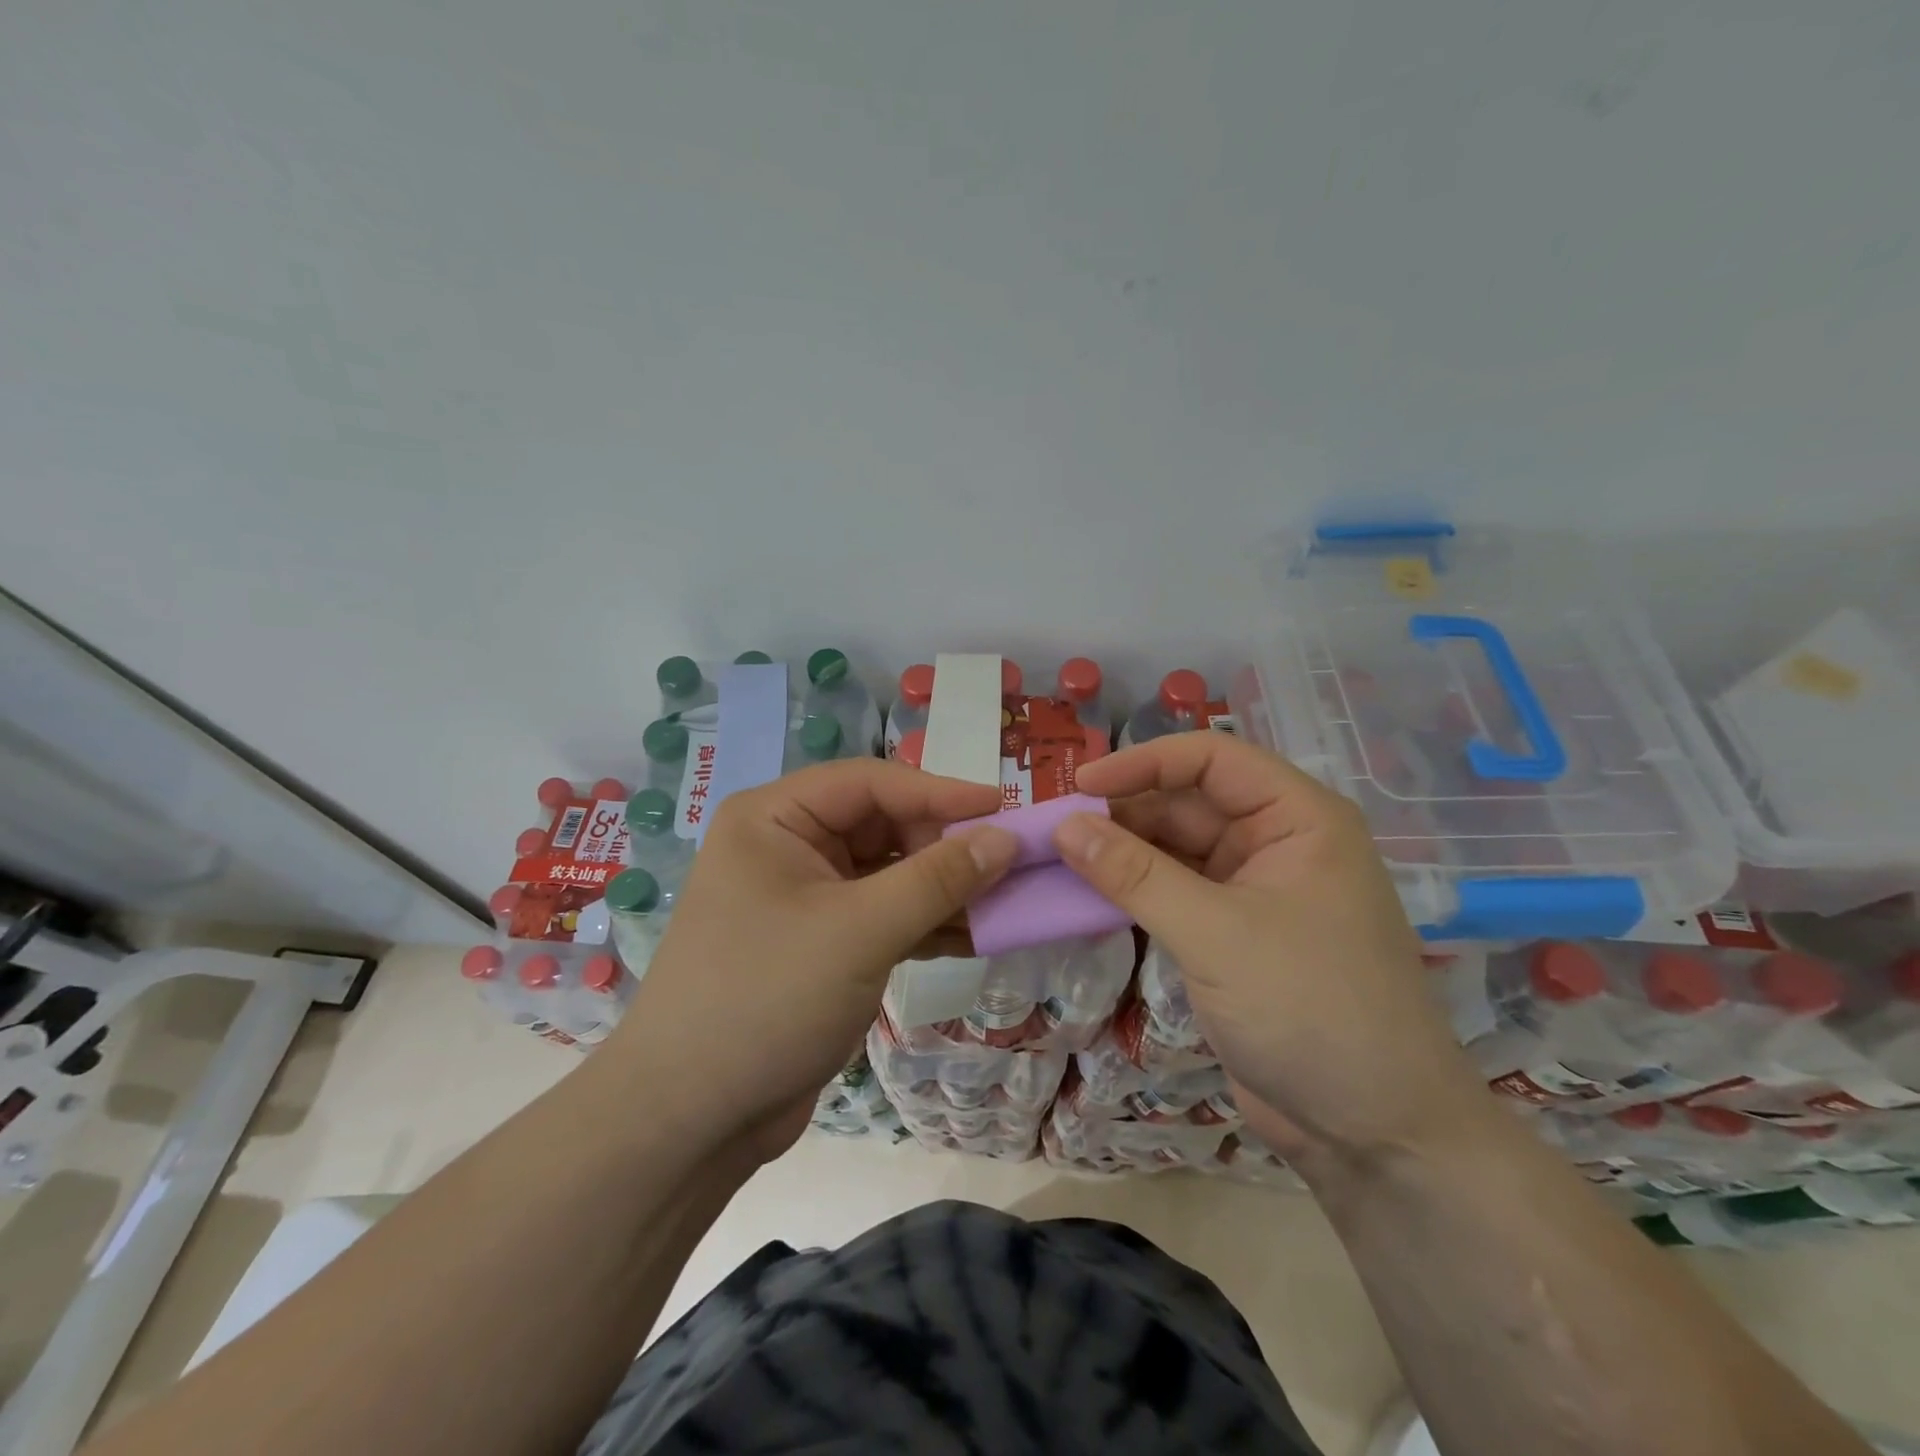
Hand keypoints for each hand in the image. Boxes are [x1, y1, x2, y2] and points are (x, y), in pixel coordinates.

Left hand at [610, 758, 1016, 1160]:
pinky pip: (884, 915)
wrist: (691, 1120)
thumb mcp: (859, 931)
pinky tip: (976, 935)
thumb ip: (938, 879)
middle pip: (883, 825)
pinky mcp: (821, 944)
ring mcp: (805, 897)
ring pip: (889, 873)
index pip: (871, 783)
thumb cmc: (766, 999)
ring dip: (944, 888)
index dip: (941, 791)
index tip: (1005, 808)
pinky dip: (926, 923)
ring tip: (1006, 900)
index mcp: (774, 818)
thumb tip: (1006, 838)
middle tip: (1008, 866)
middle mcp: (787, 846)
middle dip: (945, 846)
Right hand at [1061, 733, 1484, 1163]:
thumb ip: (1135, 876)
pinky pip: (1172, 892)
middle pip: (1187, 802)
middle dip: (1123, 812)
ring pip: (1174, 849)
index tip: (1080, 787)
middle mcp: (1276, 843)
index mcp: (1297, 819)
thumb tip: (1065, 827)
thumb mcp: (1216, 934)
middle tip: (1054, 831)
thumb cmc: (1312, 1010)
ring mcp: (1253, 891)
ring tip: (1057, 859)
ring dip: (1121, 853)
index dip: (1144, 763)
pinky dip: (1132, 891)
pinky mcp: (1231, 935)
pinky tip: (1087, 895)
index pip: (1212, 759)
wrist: (1374, 1133)